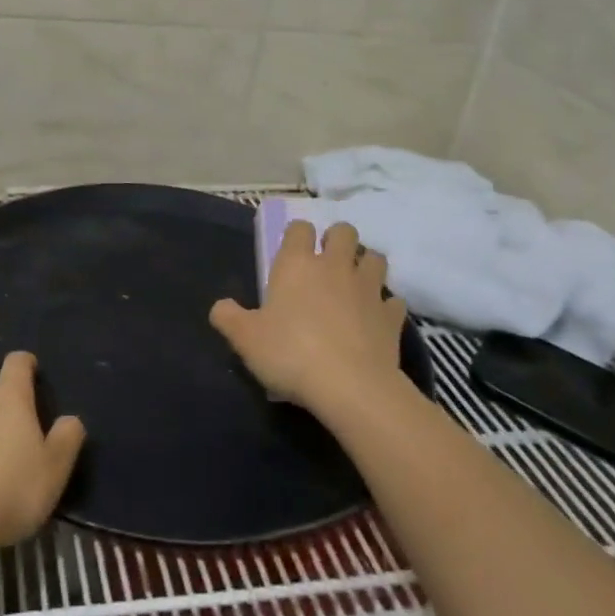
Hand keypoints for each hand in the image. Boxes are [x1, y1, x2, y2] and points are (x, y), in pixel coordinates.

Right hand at [209, 219, 407, 419]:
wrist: (351, 387)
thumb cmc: (290, 354)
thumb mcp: (245, 339)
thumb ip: (228, 317)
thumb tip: (221, 307)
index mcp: (297, 264)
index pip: (300, 228)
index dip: (296, 235)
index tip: (291, 252)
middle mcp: (335, 266)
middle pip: (344, 231)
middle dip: (336, 240)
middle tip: (325, 263)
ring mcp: (369, 289)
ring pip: (375, 258)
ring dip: (365, 265)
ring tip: (354, 284)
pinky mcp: (392, 317)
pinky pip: (393, 300)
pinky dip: (385, 305)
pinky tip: (375, 319)